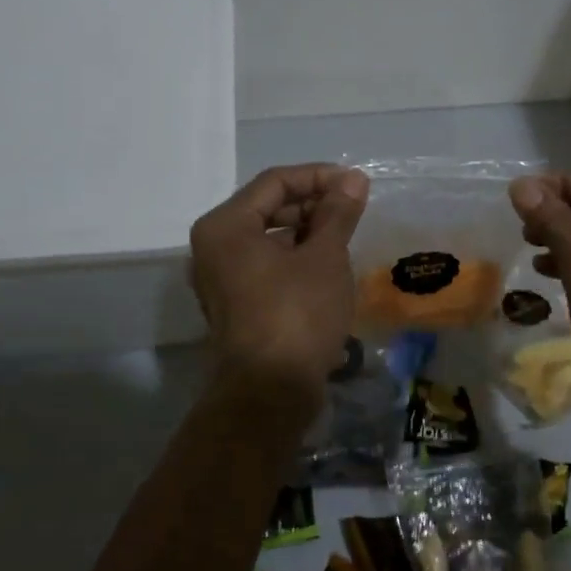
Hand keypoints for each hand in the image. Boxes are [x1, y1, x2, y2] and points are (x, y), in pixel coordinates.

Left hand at [190, 163, 369, 410]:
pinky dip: (295, 256)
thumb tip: (354, 179)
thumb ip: (337, 212)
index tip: (356, 183)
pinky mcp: (236, 302)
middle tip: (353, 208)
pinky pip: (266, 263)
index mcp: (226, 226)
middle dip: (313, 203)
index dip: (319, 177)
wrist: (270, 393)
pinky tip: (328, 263)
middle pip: (268, 207)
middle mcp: (214, 246)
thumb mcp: (324, 257)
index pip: (275, 182)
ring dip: (307, 230)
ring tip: (345, 234)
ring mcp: (221, 277)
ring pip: (268, 237)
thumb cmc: (297, 314)